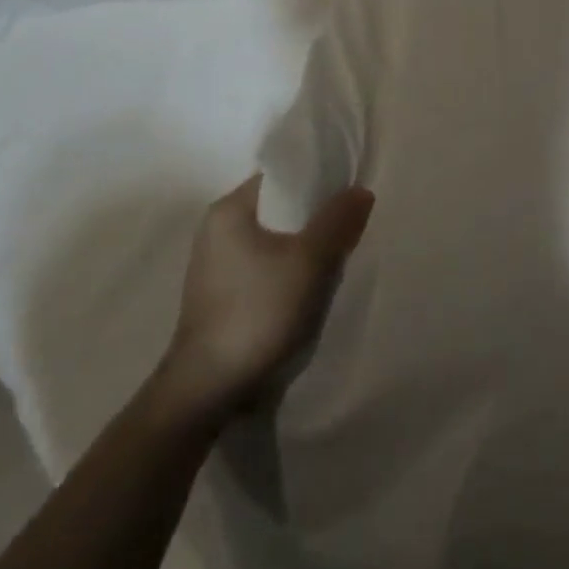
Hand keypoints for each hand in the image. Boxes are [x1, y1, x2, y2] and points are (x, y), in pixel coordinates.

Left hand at [153, 172, 374, 419]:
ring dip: (303, 247)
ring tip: (332, 262)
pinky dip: (287, 269)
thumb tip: (360, 191)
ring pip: (274, 239)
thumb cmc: (257, 313)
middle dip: (314, 217)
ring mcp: (215, 264)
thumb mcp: (310, 261)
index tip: (347, 196)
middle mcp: (216, 228)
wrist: (207, 392)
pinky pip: (263, 265)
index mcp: (229, 209)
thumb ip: (338, 220)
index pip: (282, 176)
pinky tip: (306, 290)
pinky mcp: (219, 295)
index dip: (318, 180)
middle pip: (280, 207)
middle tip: (346, 231)